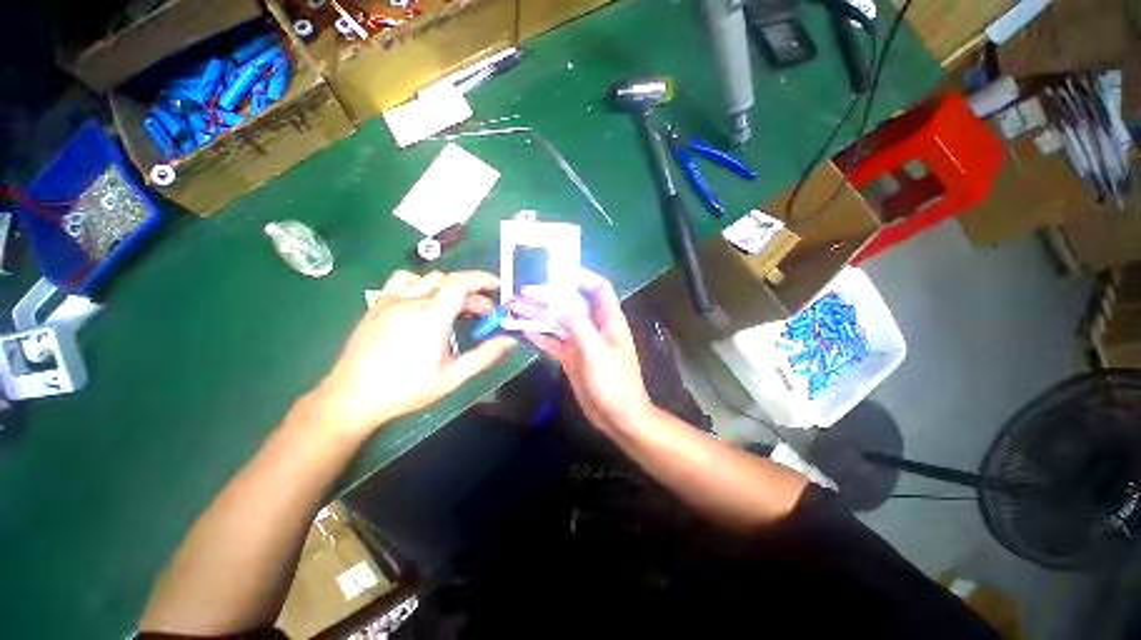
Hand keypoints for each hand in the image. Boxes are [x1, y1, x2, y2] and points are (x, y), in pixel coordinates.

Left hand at [310, 270, 515, 438]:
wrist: (351, 397)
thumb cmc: (405, 390)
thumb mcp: (451, 378)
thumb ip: (483, 356)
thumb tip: (510, 341)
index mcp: (428, 321)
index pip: (458, 284)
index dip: (481, 279)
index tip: (497, 287)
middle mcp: (409, 304)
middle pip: (447, 281)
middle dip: (471, 291)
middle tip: (482, 312)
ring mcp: (389, 301)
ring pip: (426, 277)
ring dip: (447, 287)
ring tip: (454, 307)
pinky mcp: (376, 304)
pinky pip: (402, 281)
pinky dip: (421, 284)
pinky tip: (423, 303)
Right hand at [524, 270, 651, 434]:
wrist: (618, 417)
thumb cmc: (614, 383)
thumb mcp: (596, 351)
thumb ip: (578, 325)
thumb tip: (559, 304)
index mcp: (609, 320)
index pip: (599, 288)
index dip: (582, 276)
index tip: (557, 271)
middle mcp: (594, 327)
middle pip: (572, 303)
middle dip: (550, 296)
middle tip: (524, 291)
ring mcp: (582, 342)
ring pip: (559, 322)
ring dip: (540, 315)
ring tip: (516, 308)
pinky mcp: (572, 358)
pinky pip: (554, 342)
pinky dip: (540, 335)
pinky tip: (523, 330)